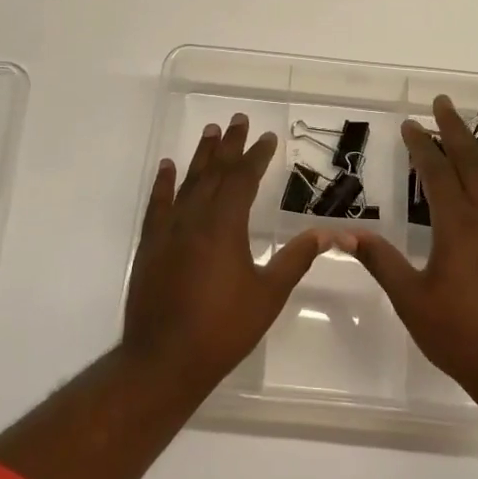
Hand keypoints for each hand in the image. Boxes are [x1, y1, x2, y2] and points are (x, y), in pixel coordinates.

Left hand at [122, 114, 327, 393]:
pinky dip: (163, 183)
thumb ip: (295, 259)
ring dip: (201, 156)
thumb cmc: (222, 329)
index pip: (244, 178)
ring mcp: (169, 229)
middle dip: (229, 145)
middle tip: (238, 119)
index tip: (267, 137)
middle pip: (215, 171)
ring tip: (211, 131)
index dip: (257, 156)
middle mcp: (195, 217)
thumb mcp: (268, 294)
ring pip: (188, 181)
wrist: (163, 359)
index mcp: (226, 225)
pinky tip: (167, 167)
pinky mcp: (150, 244)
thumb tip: (327, 233)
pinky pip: (157, 203)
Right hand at [347, 95, 477, 404]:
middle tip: (442, 103)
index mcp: (458, 226)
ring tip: (472, 128)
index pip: (435, 173)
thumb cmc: (461, 335)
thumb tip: (347, 234)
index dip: (420, 146)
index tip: (409, 124)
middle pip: (470, 162)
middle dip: (454, 130)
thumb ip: (382, 262)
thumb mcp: (412, 300)